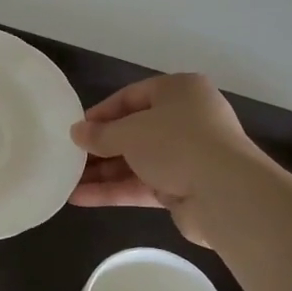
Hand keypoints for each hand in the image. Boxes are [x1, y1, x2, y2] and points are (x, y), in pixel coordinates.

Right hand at [68, 73, 267, 244]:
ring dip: (102, 172)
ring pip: (135, 161)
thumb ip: (99, 134)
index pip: (131, 97)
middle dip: (99, 147)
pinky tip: (80, 198)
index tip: (75, 130)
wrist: (224, 193)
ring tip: (66, 181)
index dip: (100, 113)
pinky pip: (141, 185)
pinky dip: (113, 190)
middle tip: (68, 157)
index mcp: (179, 92)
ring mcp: (186, 155)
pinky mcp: (183, 187)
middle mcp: (186, 119)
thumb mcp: (129, 132)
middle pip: (133, 131)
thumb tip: (76, 132)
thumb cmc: (176, 143)